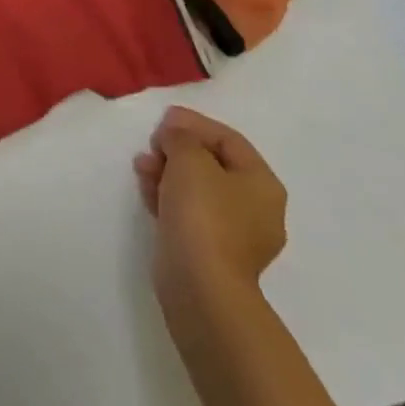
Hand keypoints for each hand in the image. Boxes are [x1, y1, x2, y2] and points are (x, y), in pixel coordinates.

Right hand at [133, 106, 286, 306]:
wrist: (200, 285)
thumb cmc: (203, 213)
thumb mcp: (189, 157)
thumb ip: (180, 135)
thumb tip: (174, 133)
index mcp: (262, 184)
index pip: (228, 139)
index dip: (194, 123)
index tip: (163, 120)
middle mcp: (256, 209)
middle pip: (212, 163)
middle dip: (177, 149)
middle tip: (152, 144)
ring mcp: (235, 235)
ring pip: (197, 188)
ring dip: (168, 170)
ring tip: (142, 166)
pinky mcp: (212, 252)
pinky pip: (190, 212)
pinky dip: (168, 196)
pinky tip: (147, 190)